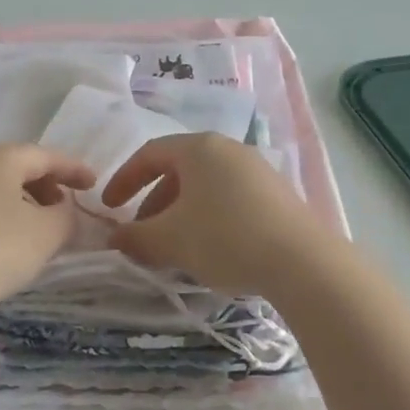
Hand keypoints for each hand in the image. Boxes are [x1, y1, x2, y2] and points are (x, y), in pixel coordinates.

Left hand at [0, 144, 94, 318]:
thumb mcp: (47, 234)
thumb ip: (67, 215)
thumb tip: (64, 209)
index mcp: (0, 156)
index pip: (47, 156)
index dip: (74, 170)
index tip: (94, 184)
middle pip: (18, 165)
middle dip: (46, 184)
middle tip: (64, 208)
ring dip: (21, 199)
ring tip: (36, 225)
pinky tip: (3, 235)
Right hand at [101, 133, 332, 298]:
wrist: (301, 262)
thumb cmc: (224, 238)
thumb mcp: (171, 240)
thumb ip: (135, 237)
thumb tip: (114, 238)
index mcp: (199, 148)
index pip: (149, 154)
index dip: (124, 180)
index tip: (108, 207)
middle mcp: (228, 149)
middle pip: (178, 170)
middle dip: (153, 204)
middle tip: (142, 235)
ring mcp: (256, 170)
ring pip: (204, 187)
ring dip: (180, 214)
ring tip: (173, 248)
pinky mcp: (277, 194)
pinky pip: (229, 199)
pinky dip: (208, 218)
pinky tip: (210, 250)